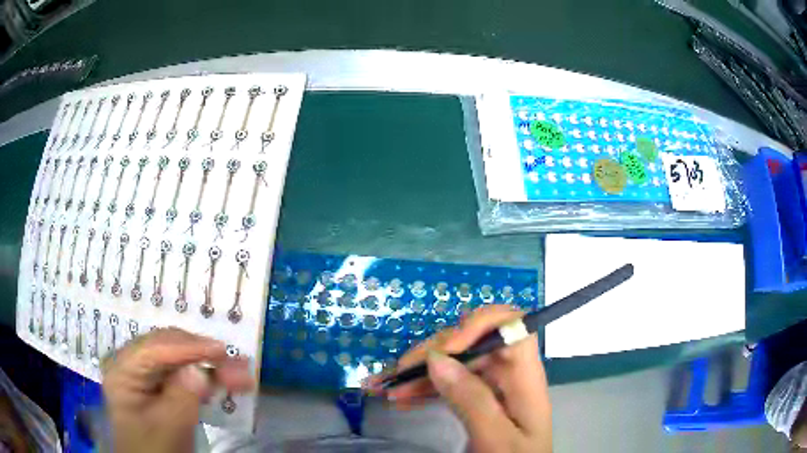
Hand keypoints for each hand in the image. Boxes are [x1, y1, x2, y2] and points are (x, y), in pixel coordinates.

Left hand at [101, 328, 254, 452]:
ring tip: (240, 374)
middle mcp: (132, 363)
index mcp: (123, 370)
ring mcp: (145, 374)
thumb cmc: (155, 448)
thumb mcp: (168, 427)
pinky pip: (183, 375)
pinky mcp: (159, 385)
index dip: (188, 347)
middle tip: (238, 364)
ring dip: (210, 367)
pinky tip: (225, 383)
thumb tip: (199, 370)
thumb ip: (181, 397)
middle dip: (204, 356)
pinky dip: (205, 379)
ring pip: (180, 361)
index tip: (221, 350)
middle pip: (169, 350)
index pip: (154, 349)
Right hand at [368, 305, 551, 452]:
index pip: (512, 326)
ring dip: (419, 371)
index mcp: (524, 377)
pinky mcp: (477, 396)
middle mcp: (508, 372)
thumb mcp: (495, 437)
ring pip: (455, 362)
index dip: (480, 325)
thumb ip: (472, 400)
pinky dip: (423, 387)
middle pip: (473, 343)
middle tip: (396, 375)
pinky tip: (400, 397)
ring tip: (385, 386)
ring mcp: (492, 383)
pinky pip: (448, 382)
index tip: (446, 349)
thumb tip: (436, 358)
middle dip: (433, 353)